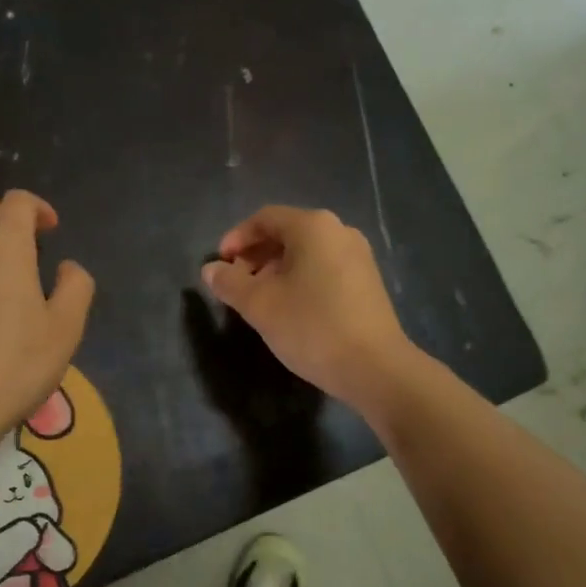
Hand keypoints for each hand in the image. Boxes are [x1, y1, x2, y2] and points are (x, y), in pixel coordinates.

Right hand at [202, 206, 414, 411]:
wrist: (375, 368)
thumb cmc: (311, 327)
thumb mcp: (260, 305)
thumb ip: (230, 283)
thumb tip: (210, 270)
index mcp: (313, 227)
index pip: (264, 219)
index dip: (236, 239)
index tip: (219, 265)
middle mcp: (339, 232)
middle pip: (286, 233)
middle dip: (255, 256)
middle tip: (235, 285)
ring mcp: (358, 257)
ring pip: (305, 253)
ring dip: (275, 270)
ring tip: (258, 301)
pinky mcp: (367, 282)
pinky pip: (323, 269)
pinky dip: (299, 280)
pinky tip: (289, 309)